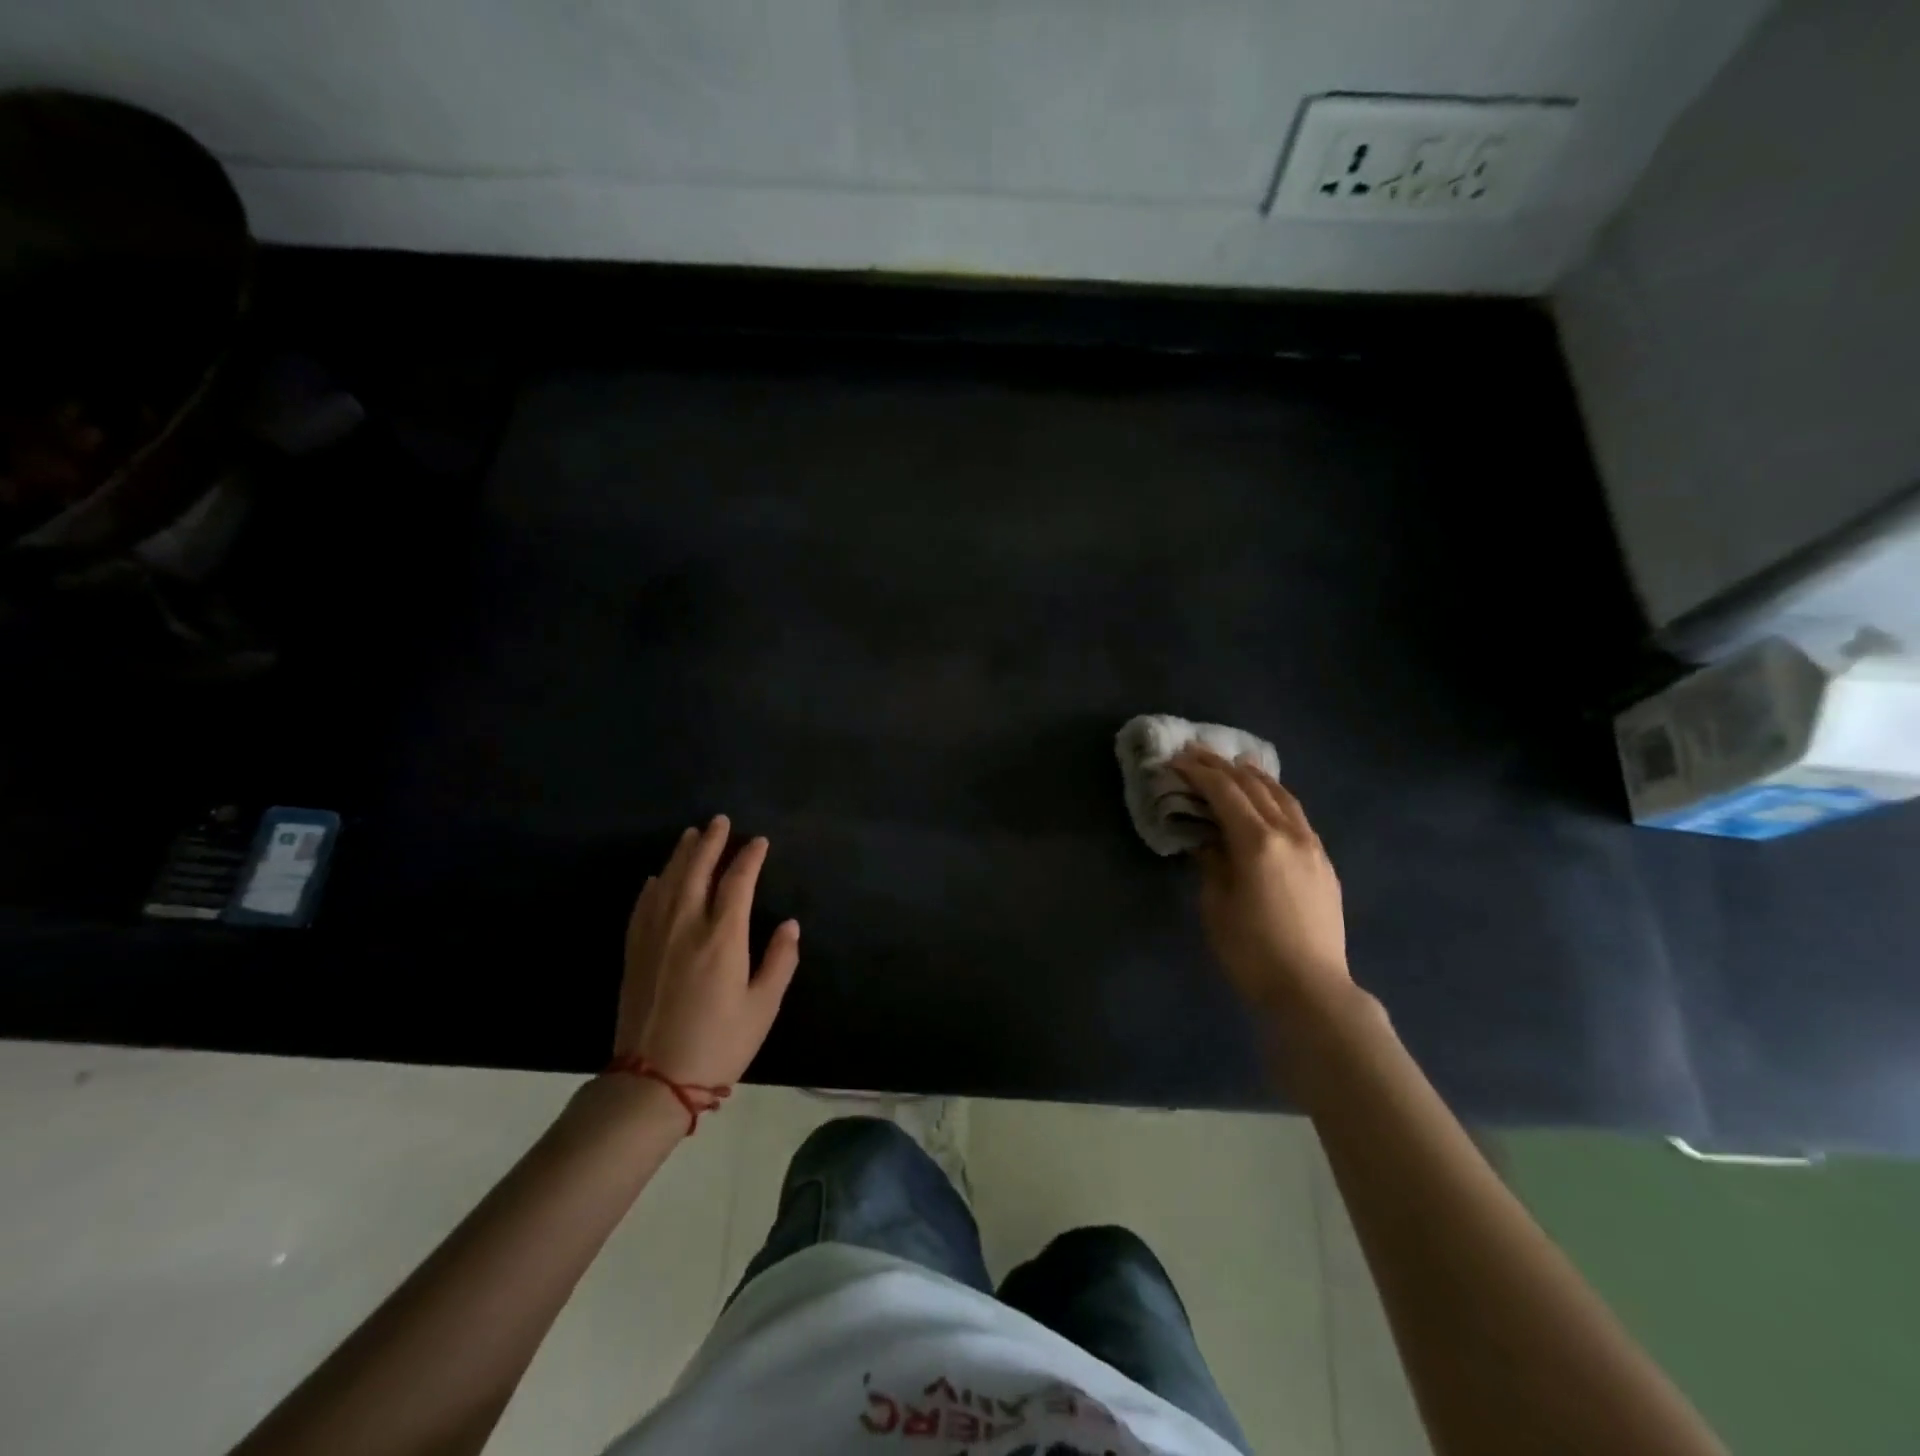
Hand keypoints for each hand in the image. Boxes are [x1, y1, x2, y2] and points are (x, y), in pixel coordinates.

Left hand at [614, 816, 800, 1086]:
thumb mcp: (763, 1007)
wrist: (653, 1080)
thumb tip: (789, 925)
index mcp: (722, 938)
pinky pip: (643, 907)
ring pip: (669, 883)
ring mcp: (655, 938)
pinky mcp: (635, 953)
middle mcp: (686, 927)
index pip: (738, 883)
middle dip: (711, 843)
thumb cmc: (719, 1043)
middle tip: (720, 821)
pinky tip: (658, 877)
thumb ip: (780, 961)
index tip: (759, 842)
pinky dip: (653, 886)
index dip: (750, 858)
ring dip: (682, 855)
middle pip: (698, 872)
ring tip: (692, 835)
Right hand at [1172, 747, 1350, 1013]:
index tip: (1175, 760)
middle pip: (1254, 786)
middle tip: (1196, 753)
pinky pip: (1297, 815)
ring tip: (1234, 764)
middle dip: (1223, 766)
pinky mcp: (1323, 863)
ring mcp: (1312, 847)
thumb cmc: (1251, 951)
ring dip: (1255, 776)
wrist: (1311, 989)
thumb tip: (1209, 840)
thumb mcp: (1216, 905)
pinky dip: (1276, 797)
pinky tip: (1266, 801)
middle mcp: (1289, 834)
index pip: (1224, 792)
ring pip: (1283, 796)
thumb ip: (1211, 862)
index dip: (1198, 772)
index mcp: (1257, 843)